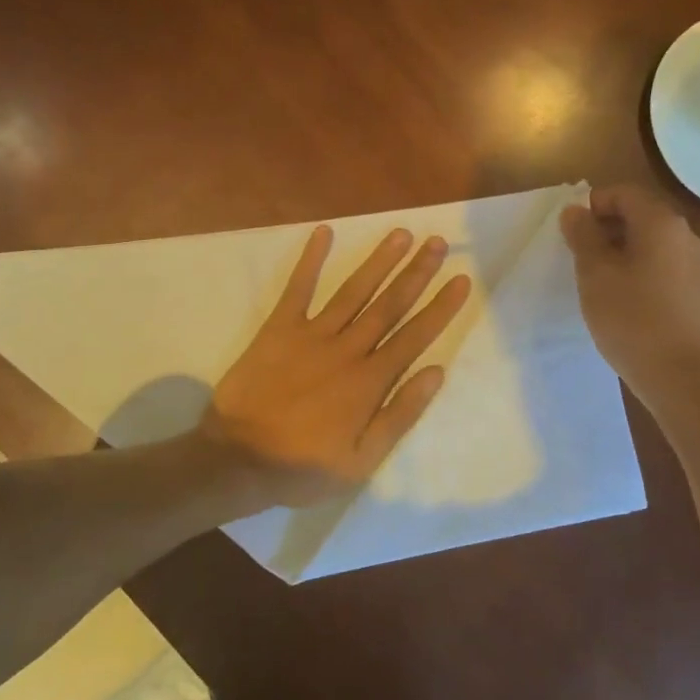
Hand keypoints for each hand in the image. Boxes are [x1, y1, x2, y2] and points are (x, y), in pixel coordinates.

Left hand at [204, 226, 471, 508]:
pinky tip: (324, 232)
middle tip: (438, 242)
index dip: (441, 307)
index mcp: (370, 381)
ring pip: (354, 291)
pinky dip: (310, 260)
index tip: (462, 279)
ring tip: (401, 233)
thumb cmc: (303, 466)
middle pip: (389, 305)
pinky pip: (297, 289)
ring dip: (379, 261)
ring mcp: (311, 335)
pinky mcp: (278, 329)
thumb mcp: (362, 461)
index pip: (415, 336)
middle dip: (417, 272)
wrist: (237, 460)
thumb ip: (400, 415)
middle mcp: (347, 350)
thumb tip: (435, 372)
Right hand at [560, 184, 699, 409]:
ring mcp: (694, 263)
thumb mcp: (595, 273)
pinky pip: (660, 264)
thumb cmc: (631, 318)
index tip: (570, 234)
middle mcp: (684, 234)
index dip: (592, 205)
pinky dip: (636, 268)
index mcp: (661, 222)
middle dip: (604, 228)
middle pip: (638, 214)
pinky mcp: (695, 290)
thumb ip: (582, 235)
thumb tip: (574, 210)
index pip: (622, 193)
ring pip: (649, 241)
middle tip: (578, 256)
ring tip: (596, 280)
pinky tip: (621, 298)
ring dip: (618, 250)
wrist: (679, 376)